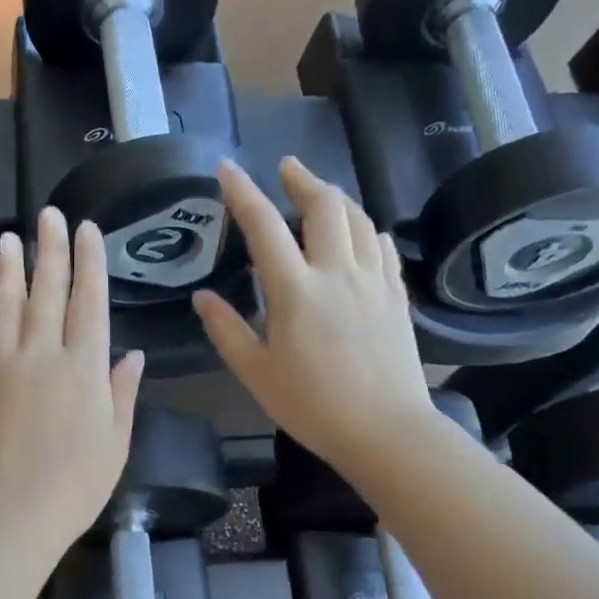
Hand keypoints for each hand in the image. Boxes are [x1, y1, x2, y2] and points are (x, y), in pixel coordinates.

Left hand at [0, 209, 143, 552]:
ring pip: (4, 308)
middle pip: (47, 293)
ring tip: (8, 239)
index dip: (90, 262)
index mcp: (84, 368)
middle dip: (51, 250)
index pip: (90, 302)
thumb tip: (133, 354)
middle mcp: (41, 355)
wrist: (10, 515)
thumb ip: (123, 393)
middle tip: (49, 213)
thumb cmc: (75, 486)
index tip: (87, 229)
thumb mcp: (116, 443)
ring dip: (7, 272)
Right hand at [193, 158, 441, 483]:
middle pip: (324, 205)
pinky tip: (362, 234)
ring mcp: (373, 281)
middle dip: (302, 179)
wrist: (386, 430)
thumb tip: (202, 297)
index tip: (227, 168)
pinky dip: (366, 230)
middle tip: (286, 169)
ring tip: (320, 194)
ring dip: (336, 198)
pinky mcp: (396, 296)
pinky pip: (382, 247)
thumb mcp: (256, 373)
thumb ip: (226, 330)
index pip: (264, 226)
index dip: (242, 192)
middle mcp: (337, 272)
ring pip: (359, 219)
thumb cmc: (312, 406)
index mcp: (296, 290)